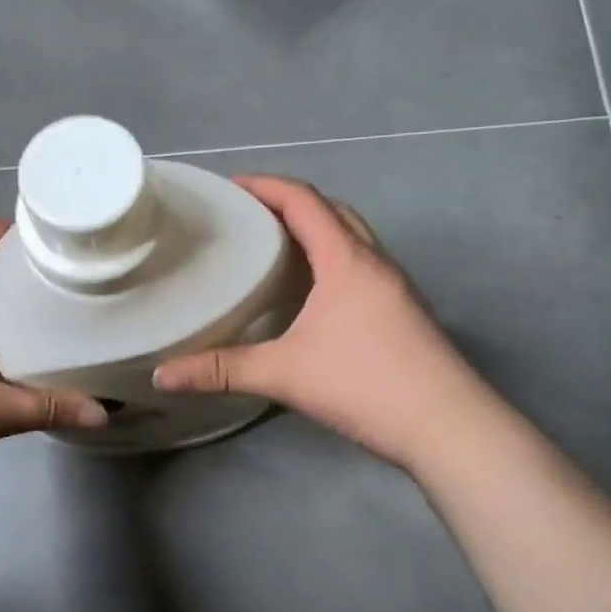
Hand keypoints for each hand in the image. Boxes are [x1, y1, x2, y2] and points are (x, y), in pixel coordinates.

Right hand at [152, 176, 476, 468]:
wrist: (449, 426)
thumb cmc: (366, 385)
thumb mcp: (285, 374)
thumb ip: (221, 371)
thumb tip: (161, 376)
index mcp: (347, 260)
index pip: (303, 200)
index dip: (265, 185)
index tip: (229, 186)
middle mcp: (375, 262)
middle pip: (333, 210)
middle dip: (290, 202)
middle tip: (249, 216)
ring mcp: (396, 286)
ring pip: (353, 238)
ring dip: (317, 229)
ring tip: (276, 248)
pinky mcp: (405, 311)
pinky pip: (363, 265)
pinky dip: (334, 259)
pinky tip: (314, 294)